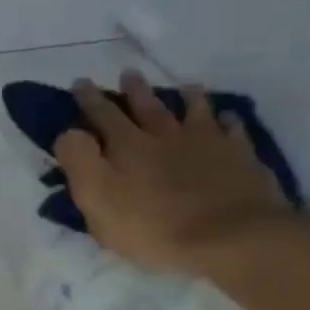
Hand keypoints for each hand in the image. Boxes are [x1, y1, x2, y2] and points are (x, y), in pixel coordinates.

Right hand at [54, 71, 301, 278]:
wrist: (228, 237)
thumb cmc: (152, 227)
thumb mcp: (97, 200)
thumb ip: (80, 163)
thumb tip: (70, 133)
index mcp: (128, 146)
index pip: (103, 115)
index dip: (90, 99)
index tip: (81, 82)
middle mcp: (166, 135)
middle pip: (148, 106)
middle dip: (135, 89)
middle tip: (128, 73)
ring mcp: (207, 142)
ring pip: (194, 110)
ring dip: (186, 97)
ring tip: (185, 87)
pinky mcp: (239, 156)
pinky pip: (233, 130)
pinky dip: (228, 121)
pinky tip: (228, 118)